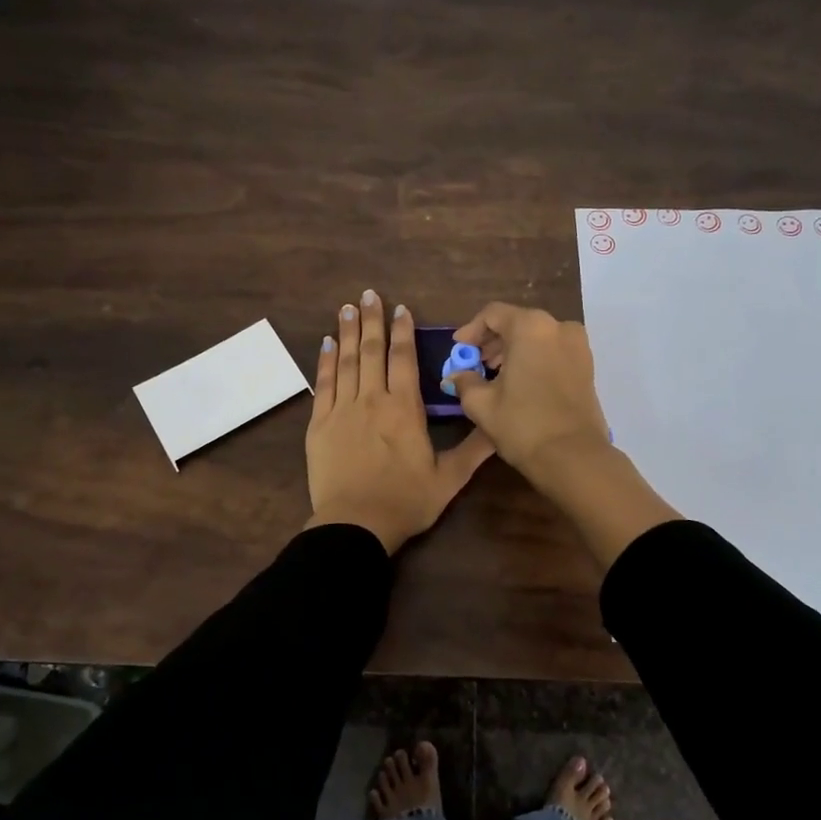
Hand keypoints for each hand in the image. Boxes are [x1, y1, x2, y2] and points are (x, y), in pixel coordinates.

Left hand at [305, 290, 493, 553]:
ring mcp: (342, 410)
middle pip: (372, 351)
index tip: (401, 308)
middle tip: (368, 294)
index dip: (403, 331)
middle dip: (372, 320)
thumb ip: (475, 449)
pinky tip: (327, 343)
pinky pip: (323, 384)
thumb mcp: (449, 478)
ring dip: (348, 332)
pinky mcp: (319, 424)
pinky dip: (325, 361)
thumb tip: (500, 425)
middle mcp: (372, 400)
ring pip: (346, 361)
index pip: (403, 359)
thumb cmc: (405, 501)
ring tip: (347, 307)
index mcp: (404, 409)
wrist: (355, 525)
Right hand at [445, 303, 612, 484]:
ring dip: (513, 350)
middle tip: (475, 363)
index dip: (471, 330)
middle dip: (493, 341)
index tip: (459, 350)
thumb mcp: (481, 403)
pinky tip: (519, 382)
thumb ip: (465, 381)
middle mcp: (558, 327)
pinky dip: (534, 358)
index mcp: (530, 326)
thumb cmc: (522, 424)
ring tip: (495, 375)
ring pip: (537, 336)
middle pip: (517, 322)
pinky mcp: (587, 365)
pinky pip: (553, 350)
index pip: (493, 314)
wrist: (573, 456)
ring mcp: (578, 345)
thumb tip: (456, 375)